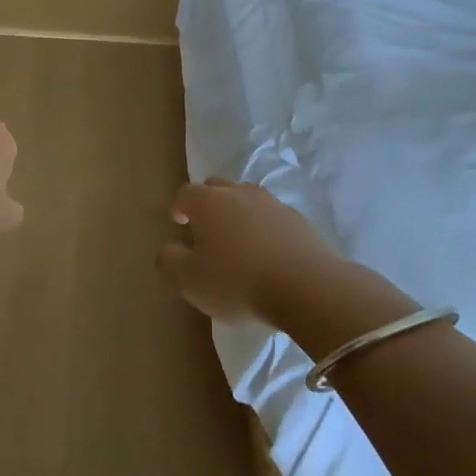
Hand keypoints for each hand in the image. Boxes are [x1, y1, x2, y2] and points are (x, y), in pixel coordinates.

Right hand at [156, 178, 343, 323]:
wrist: (307, 287)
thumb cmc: (238, 282)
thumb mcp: (190, 280)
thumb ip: (170, 261)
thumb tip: (167, 249)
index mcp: (208, 202)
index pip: (185, 194)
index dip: (179, 207)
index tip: (179, 224)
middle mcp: (239, 193)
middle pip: (217, 187)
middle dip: (208, 203)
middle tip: (206, 228)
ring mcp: (273, 204)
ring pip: (248, 199)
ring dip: (239, 213)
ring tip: (239, 240)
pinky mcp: (299, 220)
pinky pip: (273, 217)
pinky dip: (265, 228)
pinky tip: (268, 252)